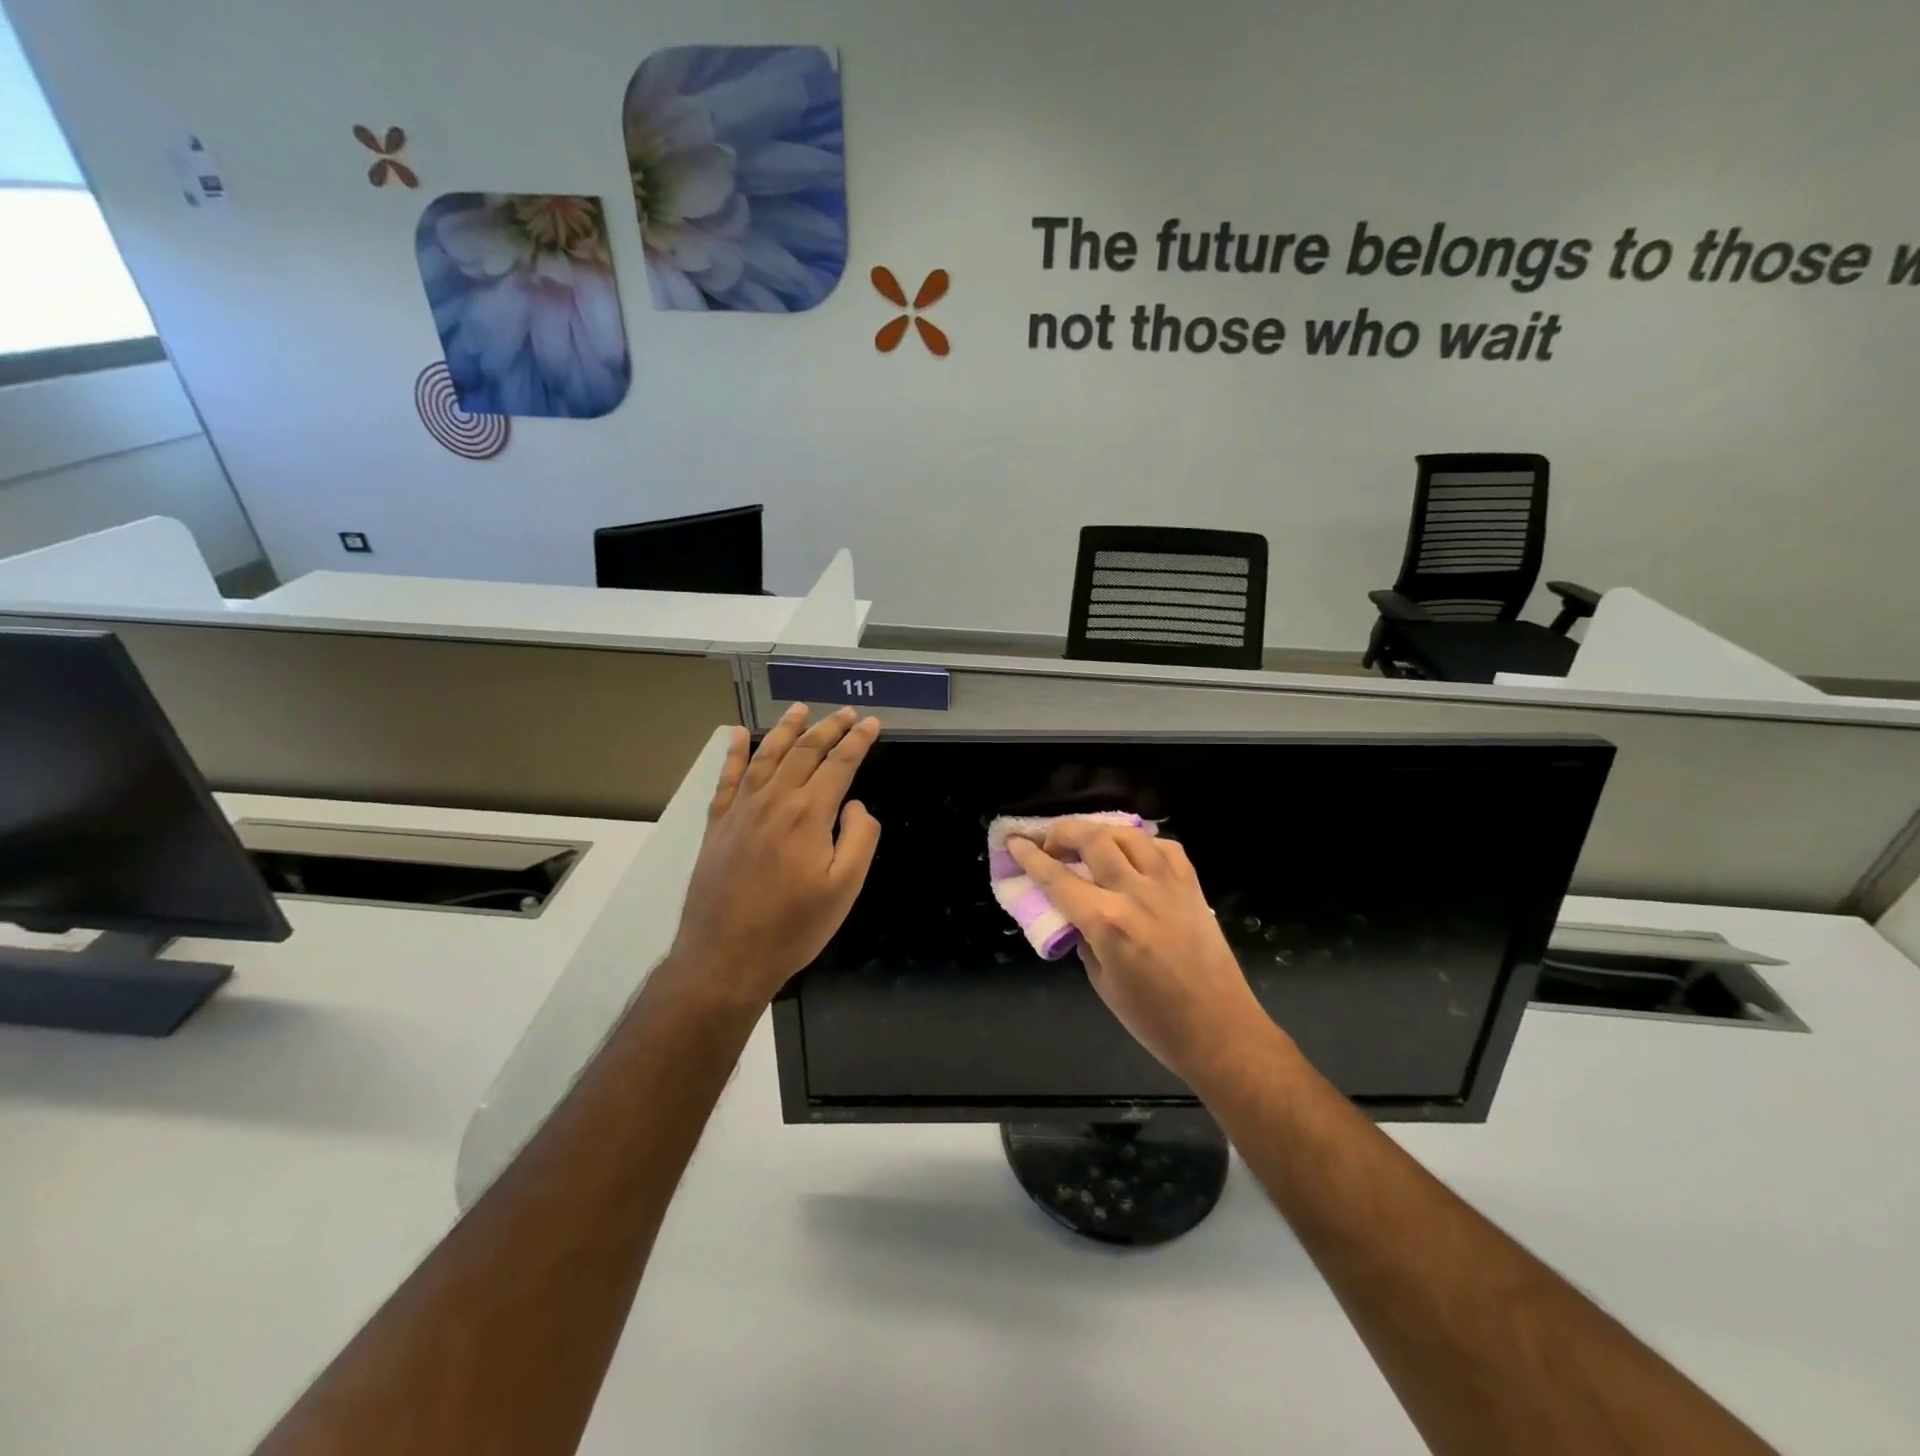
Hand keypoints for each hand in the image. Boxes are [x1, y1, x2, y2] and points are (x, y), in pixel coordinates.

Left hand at [667, 705, 880, 1009]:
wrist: (725, 957)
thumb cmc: (793, 927)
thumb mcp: (845, 888)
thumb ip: (860, 837)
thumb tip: (854, 804)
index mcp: (809, 813)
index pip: (840, 764)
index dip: (859, 741)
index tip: (872, 724)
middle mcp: (774, 800)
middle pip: (805, 752)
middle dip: (829, 728)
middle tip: (847, 712)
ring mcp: (741, 810)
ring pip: (767, 756)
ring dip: (787, 729)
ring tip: (801, 709)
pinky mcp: (718, 824)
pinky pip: (728, 778)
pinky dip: (735, 752)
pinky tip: (738, 734)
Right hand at [1008, 822, 1280, 1087]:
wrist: (1219, 1029)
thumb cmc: (1154, 1019)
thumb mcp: (1102, 983)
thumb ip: (1084, 938)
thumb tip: (1074, 913)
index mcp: (1107, 922)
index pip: (1057, 878)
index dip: (1030, 856)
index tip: (1014, 842)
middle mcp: (1135, 892)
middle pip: (1092, 839)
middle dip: (1061, 832)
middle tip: (1049, 844)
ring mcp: (1168, 884)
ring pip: (1128, 833)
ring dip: (1100, 831)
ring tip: (1088, 843)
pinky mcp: (1192, 886)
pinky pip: (1164, 846)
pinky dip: (1141, 843)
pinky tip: (1133, 854)